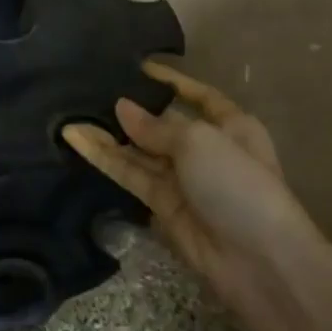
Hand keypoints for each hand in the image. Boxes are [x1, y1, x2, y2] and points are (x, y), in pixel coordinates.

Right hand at [63, 63, 323, 312]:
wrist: (260, 263)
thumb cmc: (238, 184)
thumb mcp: (199, 142)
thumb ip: (155, 126)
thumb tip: (122, 107)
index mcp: (231, 126)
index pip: (198, 96)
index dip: (172, 81)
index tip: (139, 67)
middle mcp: (207, 149)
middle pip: (163, 124)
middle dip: (132, 110)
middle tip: (90, 89)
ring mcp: (184, 180)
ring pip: (140, 151)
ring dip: (109, 135)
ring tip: (71, 113)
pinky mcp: (164, 207)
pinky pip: (131, 175)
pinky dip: (106, 159)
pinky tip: (78, 140)